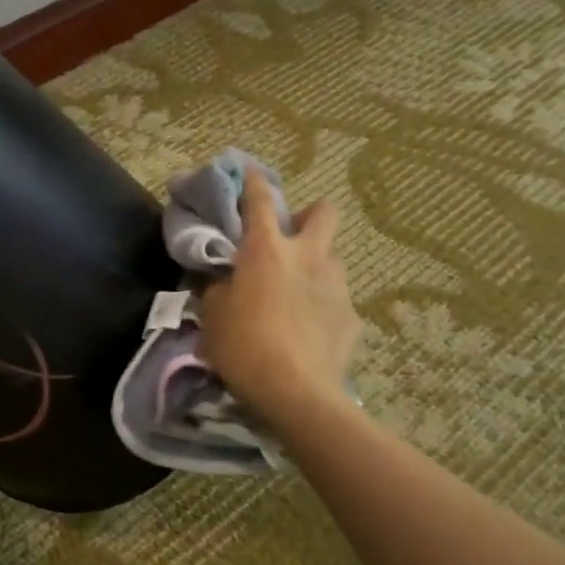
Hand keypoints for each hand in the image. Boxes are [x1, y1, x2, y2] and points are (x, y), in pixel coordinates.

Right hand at [199, 174, 360, 428]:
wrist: (297, 393)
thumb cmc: (243, 347)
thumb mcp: (212, 317)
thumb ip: (220, 290)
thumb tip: (227, 284)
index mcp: (266, 250)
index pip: (260, 201)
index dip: (253, 182)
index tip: (249, 170)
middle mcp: (307, 257)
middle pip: (323, 211)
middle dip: (308, 215)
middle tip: (288, 238)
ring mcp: (336, 285)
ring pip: (330, 257)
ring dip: (314, 264)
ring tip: (294, 292)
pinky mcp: (352, 317)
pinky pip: (335, 300)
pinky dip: (320, 306)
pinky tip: (306, 331)